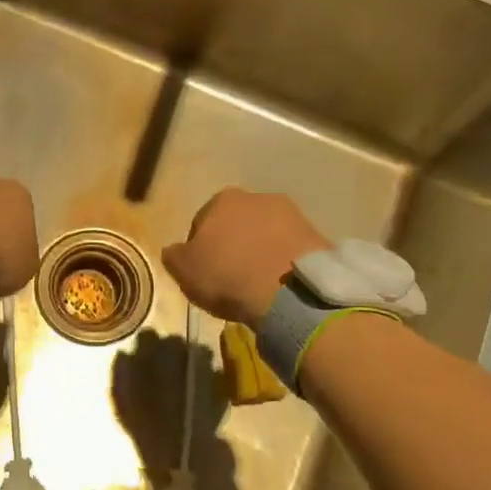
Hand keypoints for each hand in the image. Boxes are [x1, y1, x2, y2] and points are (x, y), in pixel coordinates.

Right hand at [162, 189, 328, 323]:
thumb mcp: (183, 270)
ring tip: (258, 283)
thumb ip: (174, 255)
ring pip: (266, 234)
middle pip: (237, 223)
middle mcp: (258, 197)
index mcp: (222, 199)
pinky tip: (278, 284)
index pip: (202, 222)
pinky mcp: (316, 235)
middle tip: (231, 277)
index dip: (200, 249)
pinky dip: (282, 261)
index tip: (205, 272)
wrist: (289, 292)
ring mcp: (292, 214)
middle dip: (233, 244)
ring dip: (260, 251)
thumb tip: (175, 250)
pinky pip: (289, 248)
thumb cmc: (228, 275)